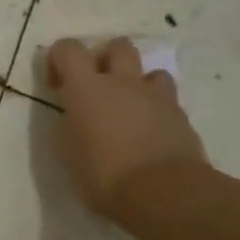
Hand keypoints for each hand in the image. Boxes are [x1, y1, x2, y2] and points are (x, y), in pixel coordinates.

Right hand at [46, 37, 208, 220]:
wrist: (164, 193)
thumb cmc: (103, 173)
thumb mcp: (67, 151)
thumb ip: (69, 124)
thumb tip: (75, 117)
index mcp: (86, 88)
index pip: (68, 49)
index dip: (59, 58)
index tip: (58, 84)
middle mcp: (122, 82)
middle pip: (118, 46)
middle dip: (106, 58)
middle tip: (97, 86)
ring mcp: (156, 97)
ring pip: (150, 70)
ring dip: (137, 83)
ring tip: (129, 108)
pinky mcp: (182, 117)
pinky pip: (168, 100)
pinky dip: (157, 109)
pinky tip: (150, 132)